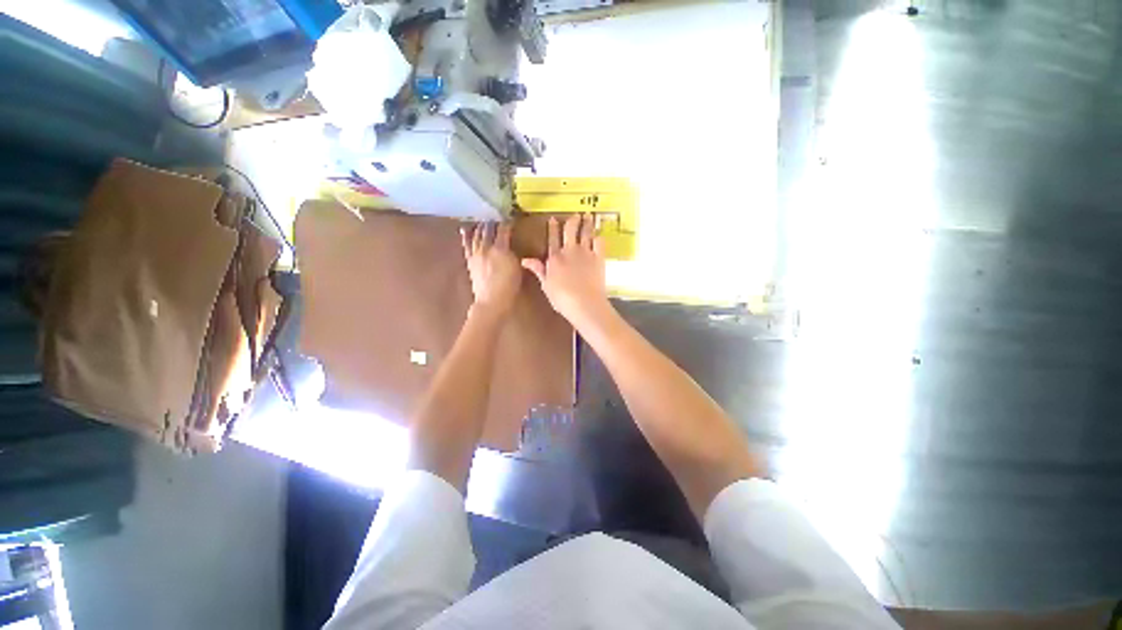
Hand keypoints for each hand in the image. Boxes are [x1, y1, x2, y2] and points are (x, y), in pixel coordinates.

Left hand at [462, 222, 521, 318]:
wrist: (491, 301)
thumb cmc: (509, 286)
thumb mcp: (516, 268)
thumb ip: (512, 253)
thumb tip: (508, 245)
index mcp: (500, 249)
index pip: (503, 230)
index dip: (507, 222)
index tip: (510, 217)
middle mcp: (486, 248)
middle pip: (488, 230)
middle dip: (492, 221)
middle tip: (495, 214)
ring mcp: (476, 254)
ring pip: (476, 234)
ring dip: (480, 225)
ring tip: (482, 218)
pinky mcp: (470, 261)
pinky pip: (467, 245)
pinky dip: (466, 235)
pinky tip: (465, 228)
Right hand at [521, 215, 610, 329]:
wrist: (584, 304)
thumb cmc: (562, 299)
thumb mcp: (546, 286)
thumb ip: (538, 270)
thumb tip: (525, 260)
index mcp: (554, 258)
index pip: (552, 238)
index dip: (553, 227)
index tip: (554, 218)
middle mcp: (569, 250)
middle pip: (570, 230)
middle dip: (572, 221)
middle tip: (576, 215)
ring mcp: (585, 252)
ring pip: (586, 232)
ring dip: (587, 223)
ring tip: (588, 216)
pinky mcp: (598, 257)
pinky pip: (599, 242)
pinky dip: (598, 236)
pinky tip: (599, 234)